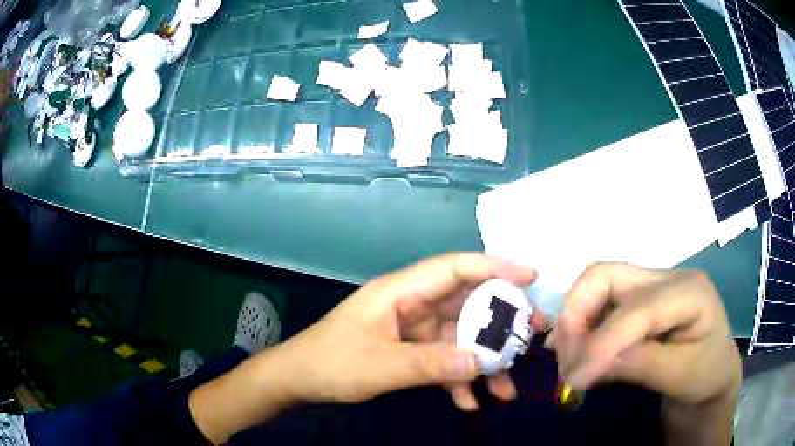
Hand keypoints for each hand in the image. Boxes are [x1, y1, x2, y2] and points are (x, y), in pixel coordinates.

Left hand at [278, 253, 536, 409]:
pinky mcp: (409, 351)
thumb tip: (483, 362)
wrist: (298, 381)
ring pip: (459, 338)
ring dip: (482, 363)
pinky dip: (457, 380)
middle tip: (533, 336)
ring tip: (507, 389)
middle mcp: (411, 305)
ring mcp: (411, 329)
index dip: (494, 267)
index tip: (531, 278)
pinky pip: (442, 360)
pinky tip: (469, 403)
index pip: (454, 268)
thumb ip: (432, 364)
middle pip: (466, 305)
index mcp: (401, 292)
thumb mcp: (382, 366)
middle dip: (501, 323)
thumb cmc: (332, 364)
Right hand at [551, 263, 740, 405]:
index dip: (601, 343)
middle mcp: (666, 278)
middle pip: (606, 275)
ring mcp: (650, 285)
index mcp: (689, 291)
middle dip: (576, 315)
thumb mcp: (683, 376)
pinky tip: (579, 352)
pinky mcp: (637, 300)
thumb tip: (594, 364)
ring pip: (596, 284)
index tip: (574, 379)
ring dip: (574, 321)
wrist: (713, 374)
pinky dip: (581, 326)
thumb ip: (644, 365)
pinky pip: (599, 303)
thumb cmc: (707, 375)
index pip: (636, 309)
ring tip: (570, 360)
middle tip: (566, 360)